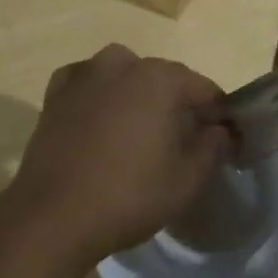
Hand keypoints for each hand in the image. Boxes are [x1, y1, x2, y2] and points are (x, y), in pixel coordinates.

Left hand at [1, 45, 231, 267]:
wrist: (54, 214)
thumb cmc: (129, 195)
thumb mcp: (187, 180)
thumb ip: (214, 147)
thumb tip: (223, 130)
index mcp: (160, 77)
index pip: (202, 87)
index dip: (216, 112)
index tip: (220, 138)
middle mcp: (123, 63)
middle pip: (162, 78)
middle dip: (175, 103)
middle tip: (178, 141)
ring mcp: (85, 73)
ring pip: (123, 74)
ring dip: (134, 94)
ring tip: (135, 132)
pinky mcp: (56, 91)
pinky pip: (87, 83)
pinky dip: (97, 94)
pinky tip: (97, 120)